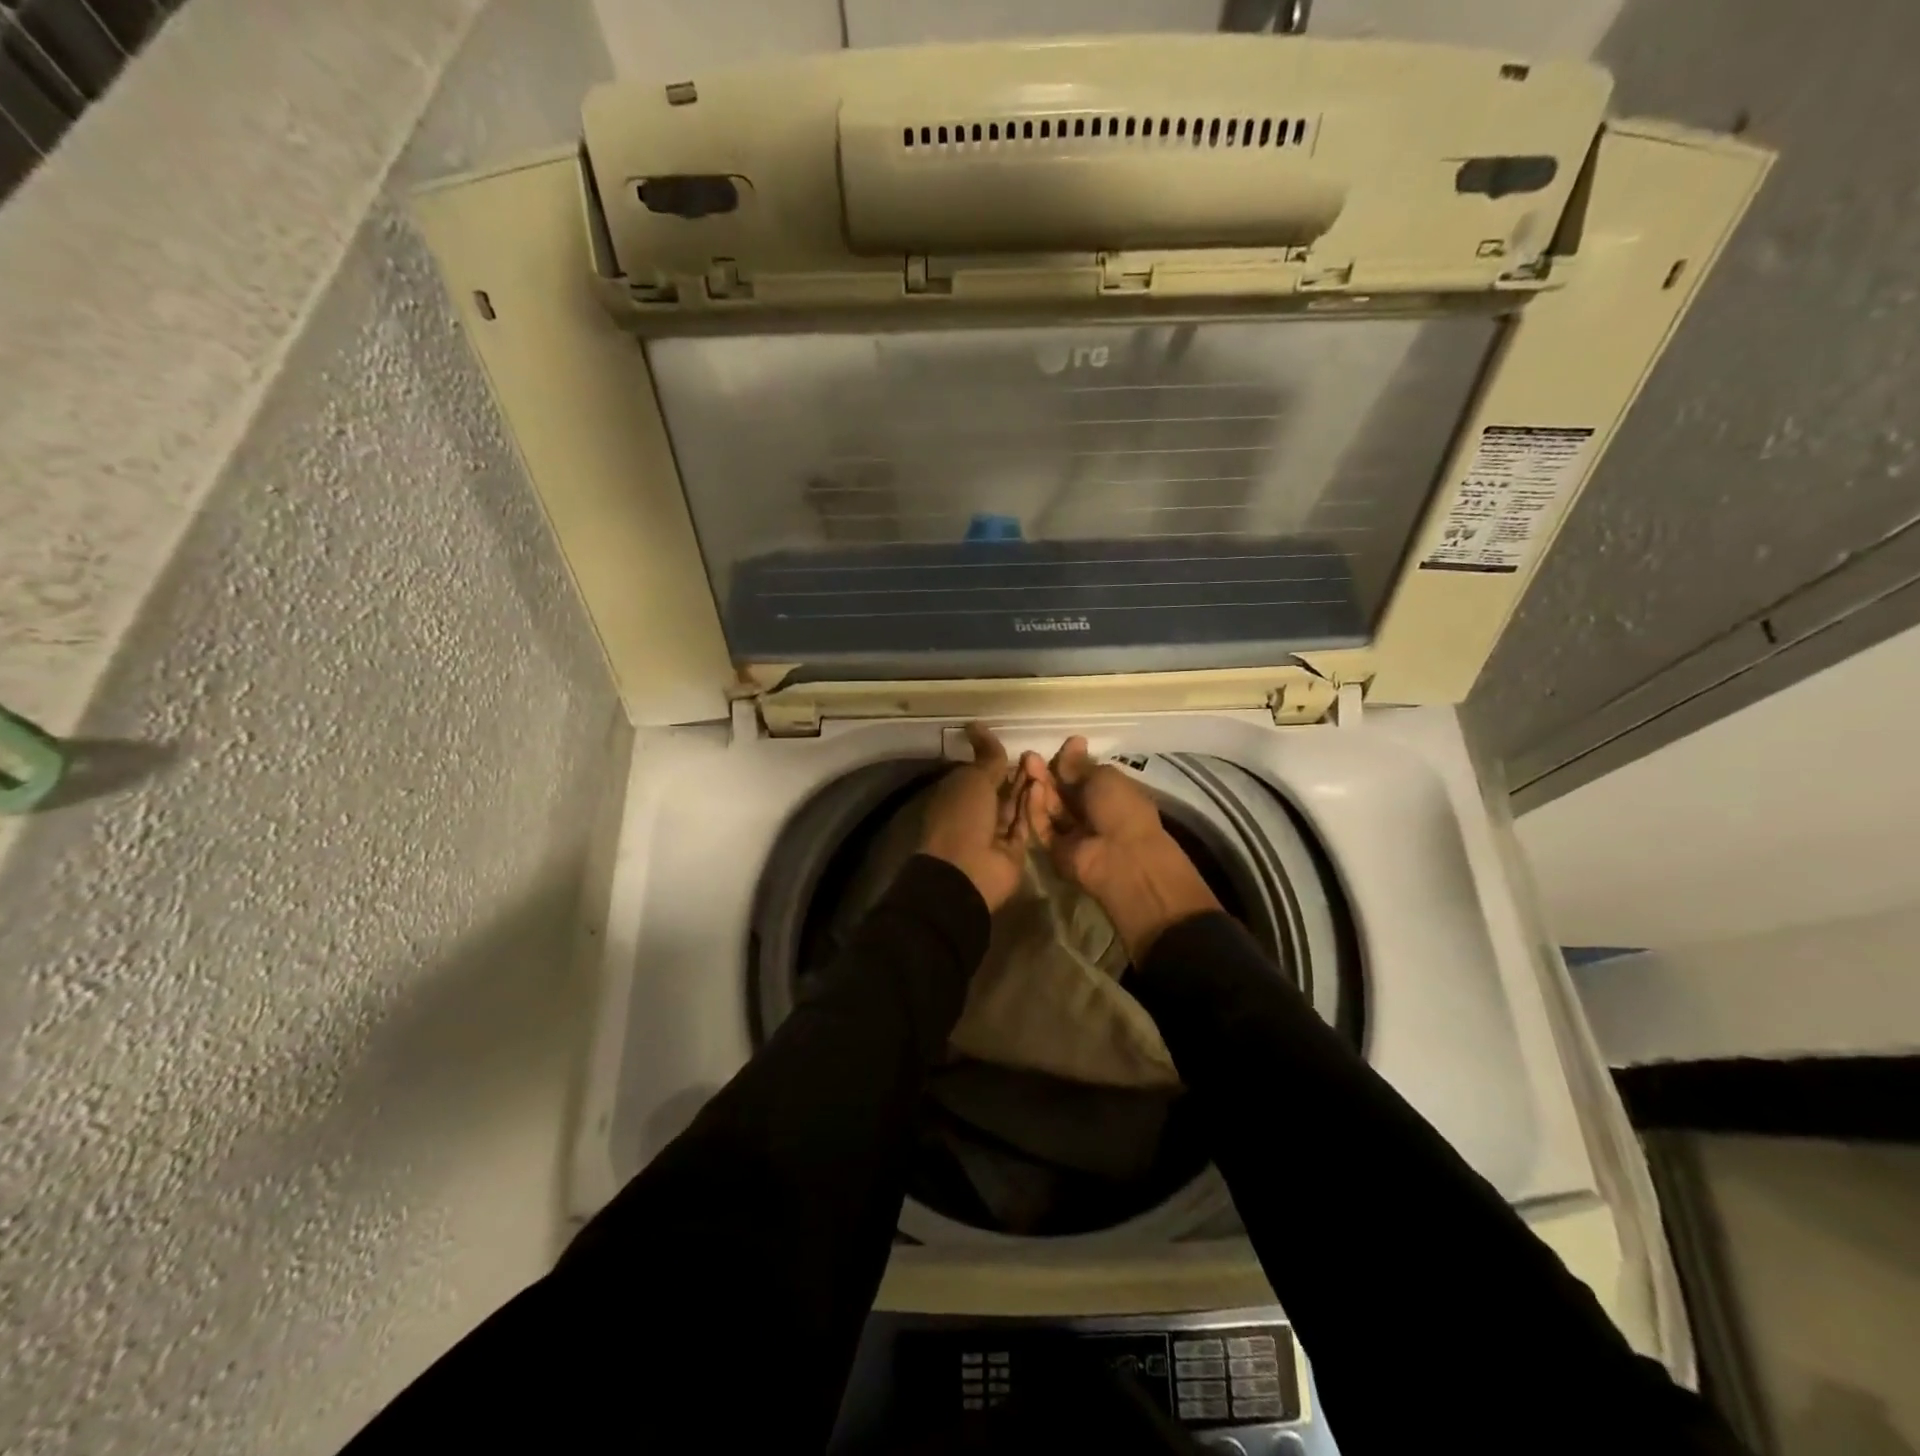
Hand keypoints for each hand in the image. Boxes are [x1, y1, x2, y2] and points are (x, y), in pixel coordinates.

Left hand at [918, 724, 1050, 912]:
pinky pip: (1024, 822)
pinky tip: (1043, 787)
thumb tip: (977, 725)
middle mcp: (975, 813)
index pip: (978, 773)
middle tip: (1035, 753)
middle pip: (999, 789)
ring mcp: (994, 833)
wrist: (967, 871)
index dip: (993, 759)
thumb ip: (986, 757)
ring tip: (1043, 765)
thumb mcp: (973, 779)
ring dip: (1026, 786)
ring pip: (1013, 804)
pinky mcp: (1014, 849)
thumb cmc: (962, 817)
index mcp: (956, 795)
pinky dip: (1032, 806)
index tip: (1013, 743)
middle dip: (1015, 772)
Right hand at [1032, 737, 1220, 960]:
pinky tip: (1032, 788)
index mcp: (1110, 795)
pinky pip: (1043, 826)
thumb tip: (1073, 742)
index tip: (1059, 746)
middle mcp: (1090, 813)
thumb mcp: (1105, 777)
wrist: (1124, 858)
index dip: (1069, 761)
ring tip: (1028, 764)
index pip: (1082, 776)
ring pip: (1049, 807)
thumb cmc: (1123, 810)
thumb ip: (1080, 765)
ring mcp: (1072, 833)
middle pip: (1062, 791)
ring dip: (1039, 786)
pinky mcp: (1055, 849)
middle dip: (1048, 772)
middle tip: (1031, 755)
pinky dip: (1036, 808)